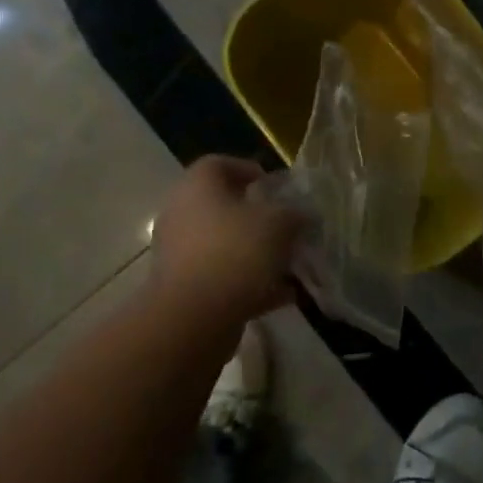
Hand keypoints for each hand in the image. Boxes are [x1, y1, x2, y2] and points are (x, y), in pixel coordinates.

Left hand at [150, 157, 304, 324]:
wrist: (193, 318)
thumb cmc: (235, 252)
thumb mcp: (279, 224)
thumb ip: (294, 214)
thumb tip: (302, 214)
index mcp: (197, 186)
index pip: (220, 164)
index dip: (250, 170)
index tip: (277, 187)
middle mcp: (182, 214)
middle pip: (224, 207)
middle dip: (260, 218)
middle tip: (289, 227)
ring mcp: (180, 253)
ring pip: (226, 245)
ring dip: (258, 253)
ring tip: (292, 265)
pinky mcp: (184, 289)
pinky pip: (223, 277)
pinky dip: (251, 283)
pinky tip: (284, 295)